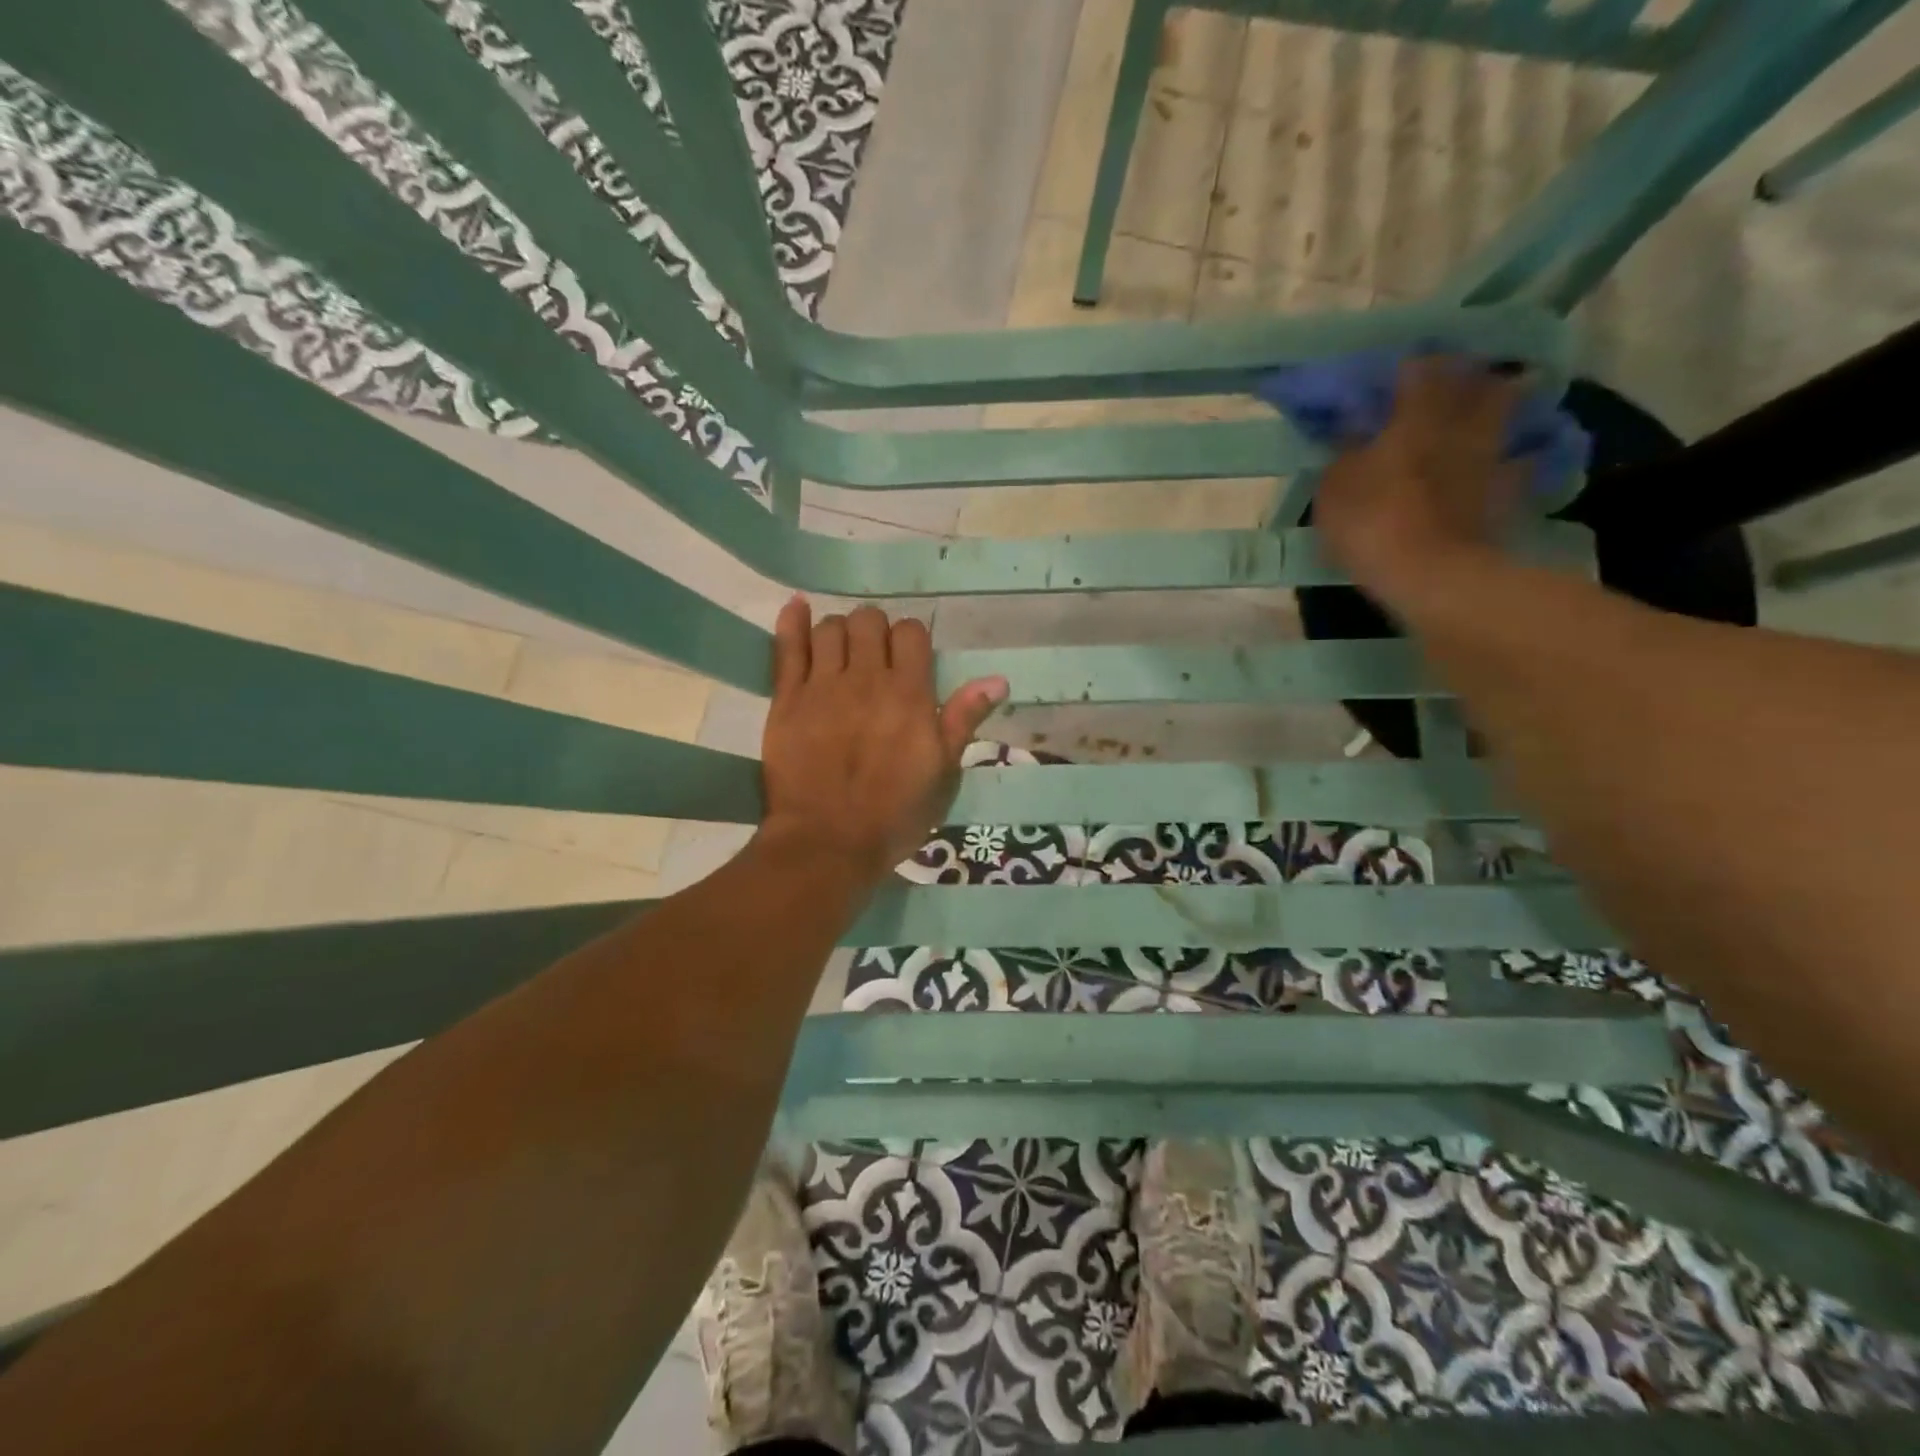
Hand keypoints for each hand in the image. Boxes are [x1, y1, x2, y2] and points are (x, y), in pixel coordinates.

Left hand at [759, 597, 1007, 885]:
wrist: (829, 843)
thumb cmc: (895, 814)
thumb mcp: (943, 773)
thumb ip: (963, 720)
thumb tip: (997, 679)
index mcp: (909, 694)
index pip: (912, 633)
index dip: (911, 638)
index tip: (909, 659)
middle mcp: (866, 678)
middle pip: (869, 621)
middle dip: (876, 630)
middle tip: (875, 657)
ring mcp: (822, 686)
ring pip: (831, 627)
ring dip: (841, 631)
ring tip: (842, 651)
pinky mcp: (786, 699)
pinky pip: (787, 646)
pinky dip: (793, 622)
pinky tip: (798, 607)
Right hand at [1313, 357, 1524, 611]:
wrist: (1430, 574)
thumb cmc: (1371, 522)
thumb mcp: (1334, 487)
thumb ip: (1344, 451)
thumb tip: (1351, 426)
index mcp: (1416, 414)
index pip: (1420, 367)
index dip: (1410, 365)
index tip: (1397, 372)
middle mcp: (1461, 423)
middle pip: (1478, 381)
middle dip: (1465, 377)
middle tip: (1447, 385)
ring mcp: (1491, 455)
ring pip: (1505, 413)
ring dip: (1495, 407)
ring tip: (1478, 415)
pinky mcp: (1509, 491)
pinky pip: (1518, 462)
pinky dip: (1512, 458)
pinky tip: (1503, 464)